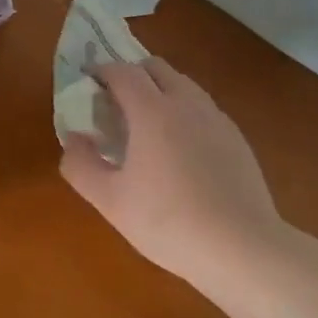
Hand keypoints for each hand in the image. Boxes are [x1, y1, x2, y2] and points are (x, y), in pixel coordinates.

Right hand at [60, 59, 287, 288]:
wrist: (244, 250)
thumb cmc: (168, 221)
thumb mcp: (110, 200)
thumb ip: (80, 165)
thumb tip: (73, 138)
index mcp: (152, 110)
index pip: (122, 71)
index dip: (101, 71)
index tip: (88, 82)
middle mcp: (186, 103)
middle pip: (156, 67)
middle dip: (132, 74)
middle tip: (116, 103)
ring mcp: (216, 119)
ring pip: (183, 85)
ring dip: (160, 91)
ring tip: (147, 126)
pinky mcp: (238, 140)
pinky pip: (203, 109)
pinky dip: (184, 113)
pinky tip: (181, 151)